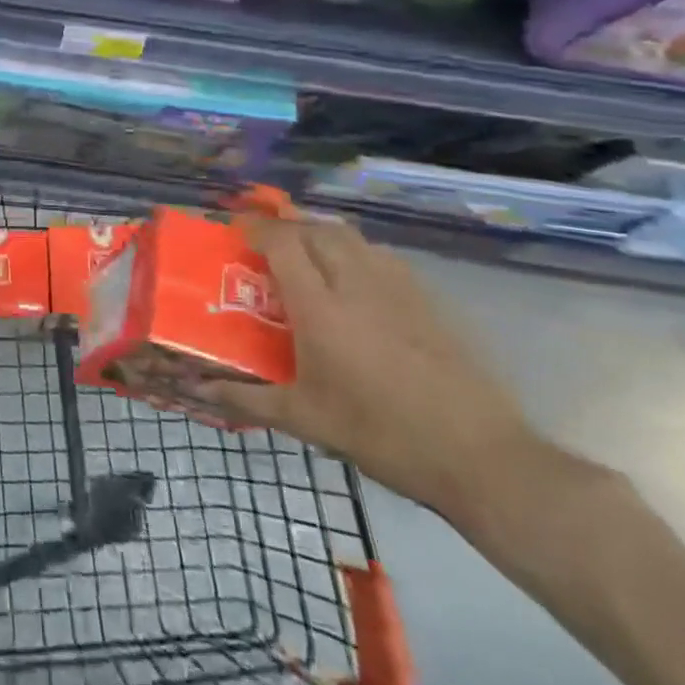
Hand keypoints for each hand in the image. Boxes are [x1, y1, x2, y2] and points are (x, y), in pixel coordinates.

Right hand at [197, 214, 545, 520]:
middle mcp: (356, 286)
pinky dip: (356, 252)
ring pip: (353, 238)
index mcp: (321, 308)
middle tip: (267, 242)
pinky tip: (354, 279)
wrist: (482, 458)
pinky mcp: (429, 303)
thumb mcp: (307, 420)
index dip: (257, 229)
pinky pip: (382, 257)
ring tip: (306, 252)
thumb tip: (202, 391)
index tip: (237, 231)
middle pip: (317, 230)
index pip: (283, 244)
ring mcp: (398, 291)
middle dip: (288, 226)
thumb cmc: (382, 435)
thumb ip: (249, 399)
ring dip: (322, 233)